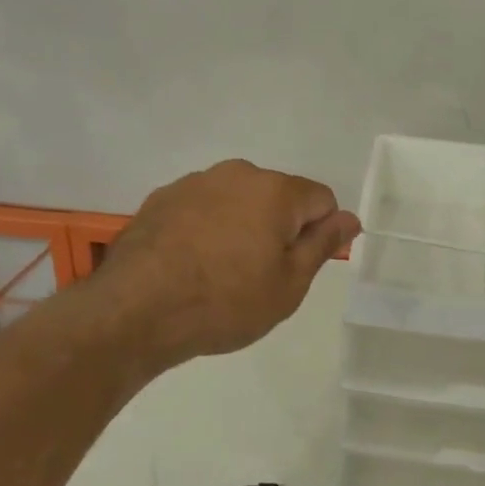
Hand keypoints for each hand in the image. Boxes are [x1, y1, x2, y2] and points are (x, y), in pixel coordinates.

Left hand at [92, 160, 360, 367]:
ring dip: (240, 226)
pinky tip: (188, 264)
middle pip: (278, 196)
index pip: (321, 200)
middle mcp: (238, 174)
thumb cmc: (225, 302)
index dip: (318, 234)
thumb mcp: (289, 285)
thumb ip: (323, 245)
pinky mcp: (162, 197)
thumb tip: (350, 218)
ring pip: (238, 200)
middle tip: (258, 275)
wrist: (134, 311)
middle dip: (278, 228)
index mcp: (276, 190)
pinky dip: (206, 228)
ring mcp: (196, 182)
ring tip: (218, 272)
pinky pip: (203, 207)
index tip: (295, 267)